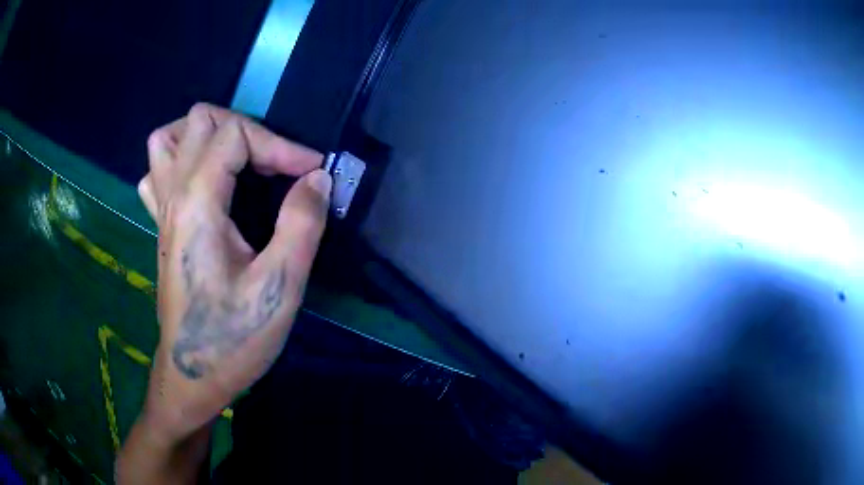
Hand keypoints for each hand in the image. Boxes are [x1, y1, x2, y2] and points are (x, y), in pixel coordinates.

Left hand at [135, 103, 330, 442]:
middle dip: (244, 129)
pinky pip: (158, 171)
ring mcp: (161, 211)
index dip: (279, 144)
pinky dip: (181, 161)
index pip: (235, 135)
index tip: (311, 173)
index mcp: (197, 205)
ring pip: (167, 139)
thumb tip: (317, 180)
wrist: (192, 377)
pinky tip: (204, 183)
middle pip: (197, 120)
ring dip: (205, 136)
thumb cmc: (232, 340)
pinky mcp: (162, 227)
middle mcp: (172, 196)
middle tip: (271, 164)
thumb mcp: (278, 289)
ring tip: (235, 160)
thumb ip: (301, 225)